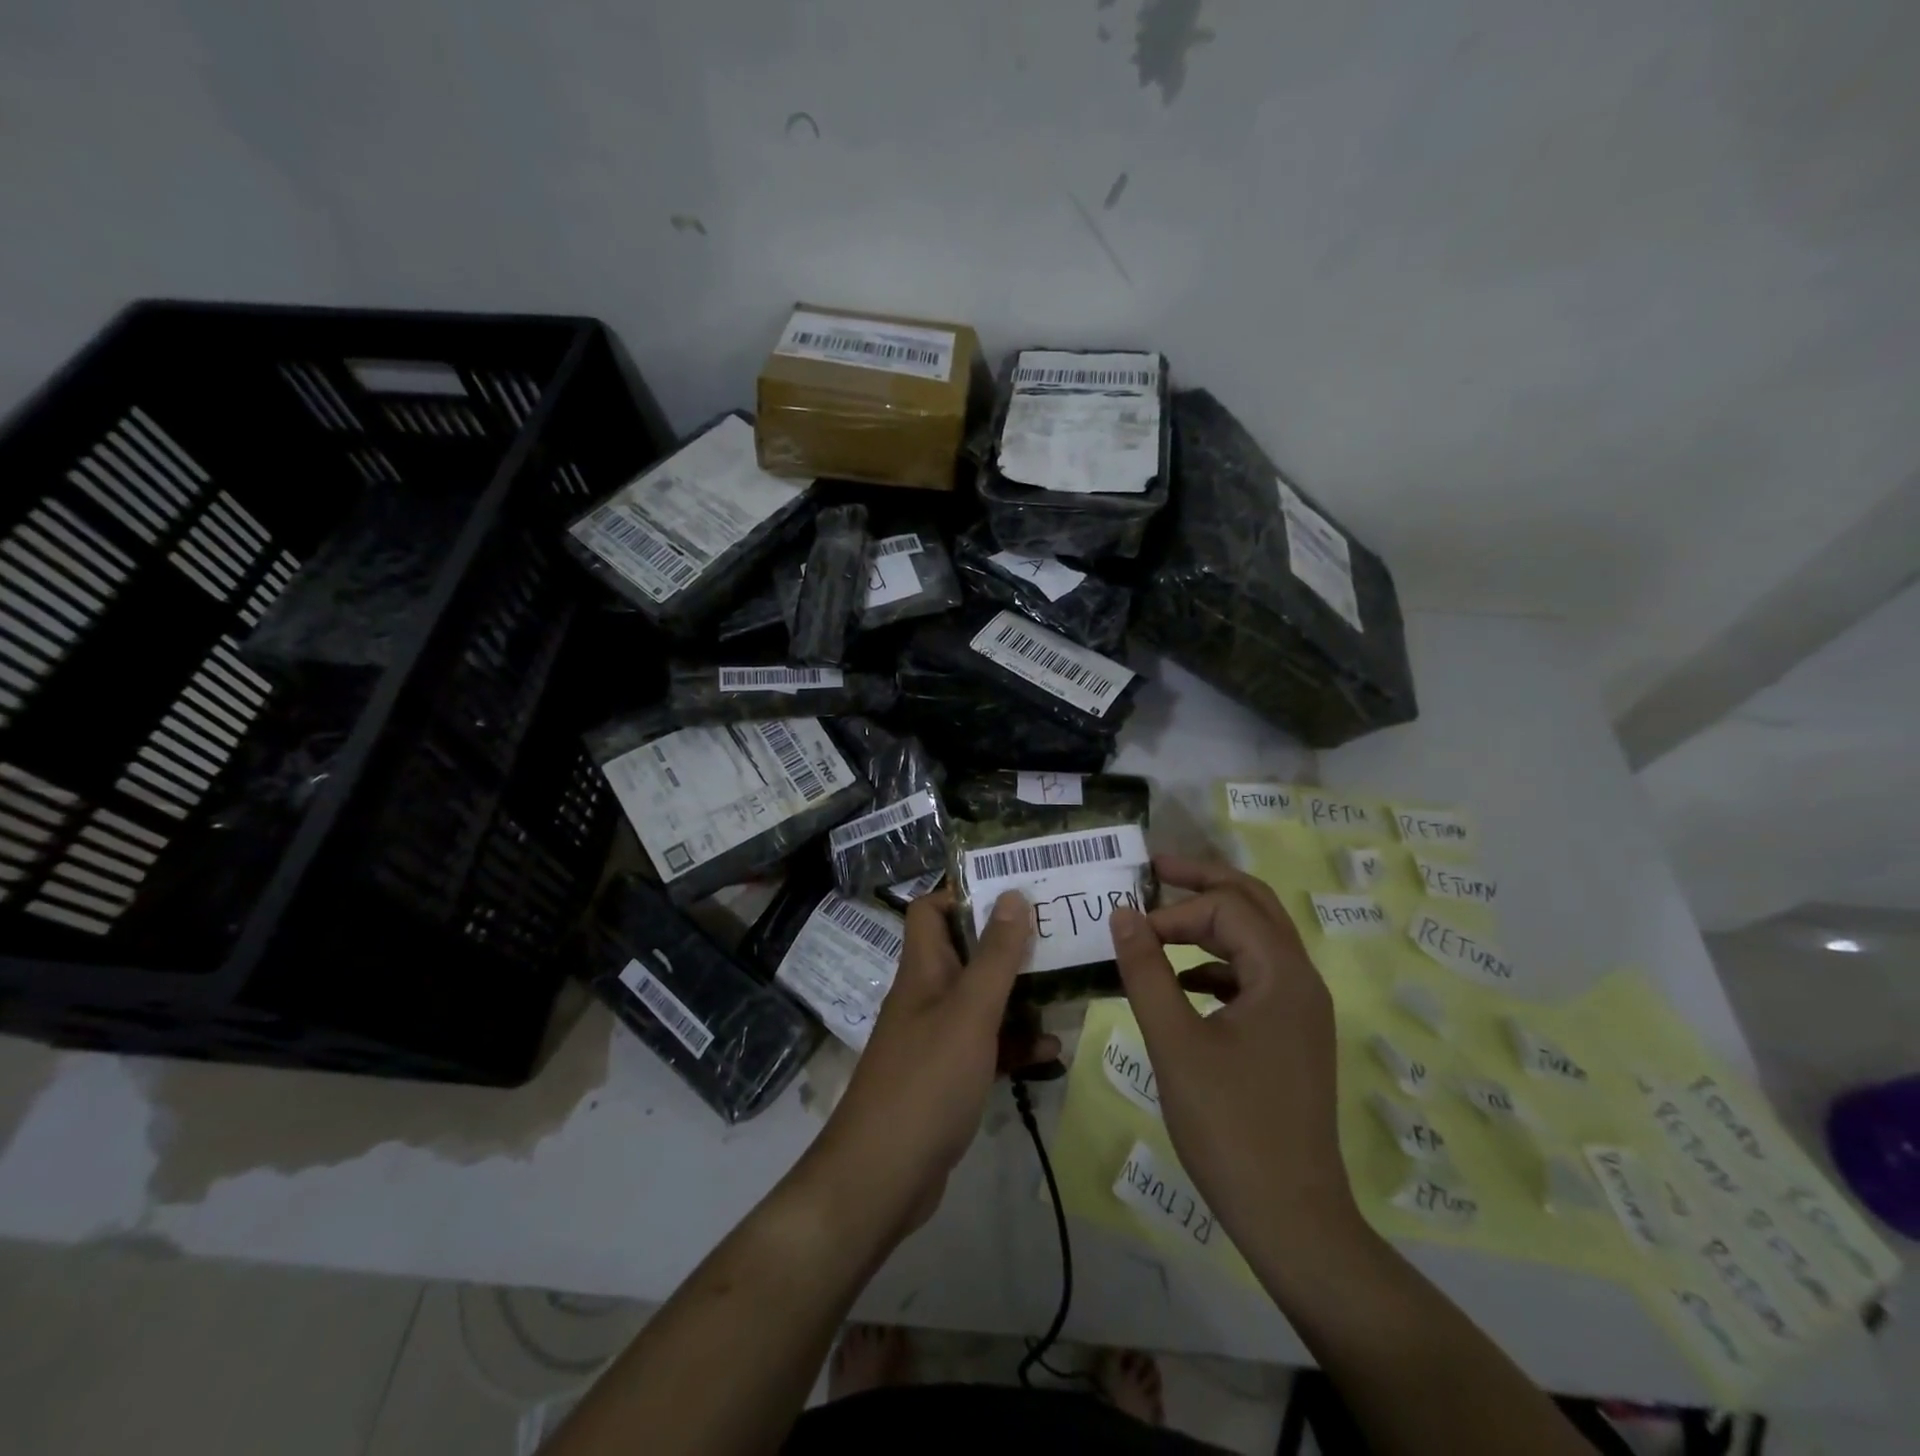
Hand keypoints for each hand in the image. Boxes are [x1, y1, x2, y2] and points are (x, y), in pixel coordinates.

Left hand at [800, 888, 1056, 1242]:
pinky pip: (987, 1048)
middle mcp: (927, 996)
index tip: (1013, 890)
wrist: (883, 1176)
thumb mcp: (969, 1013)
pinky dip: (1015, 1045)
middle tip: (1057, 936)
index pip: (931, 910)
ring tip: (1065, 989)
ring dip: (1019, 997)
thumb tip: (1013, 895)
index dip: (964, 894)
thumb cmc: (926, 1081)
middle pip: (966, 954)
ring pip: (982, 1002)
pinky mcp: (949, 1077)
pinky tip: (1052, 1052)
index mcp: (923, 970)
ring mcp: (936, 1039)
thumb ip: (995, 957)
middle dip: (1008, 945)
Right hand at [1110, 855, 1360, 1256]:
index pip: (1226, 909)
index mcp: (1282, 975)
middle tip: (1155, 869)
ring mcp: (1301, 1009)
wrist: (1290, 1217)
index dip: (1174, 911)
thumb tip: (1122, 913)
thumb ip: (1146, 972)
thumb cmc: (1230, 1126)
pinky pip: (1254, 976)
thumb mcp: (1174, 1043)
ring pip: (1257, 939)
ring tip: (1161, 923)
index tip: (1130, 934)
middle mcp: (1301, 981)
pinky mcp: (1291, 1035)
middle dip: (1203, 884)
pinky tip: (1182, 983)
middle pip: (1254, 905)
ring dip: (1211, 923)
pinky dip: (1217, 964)